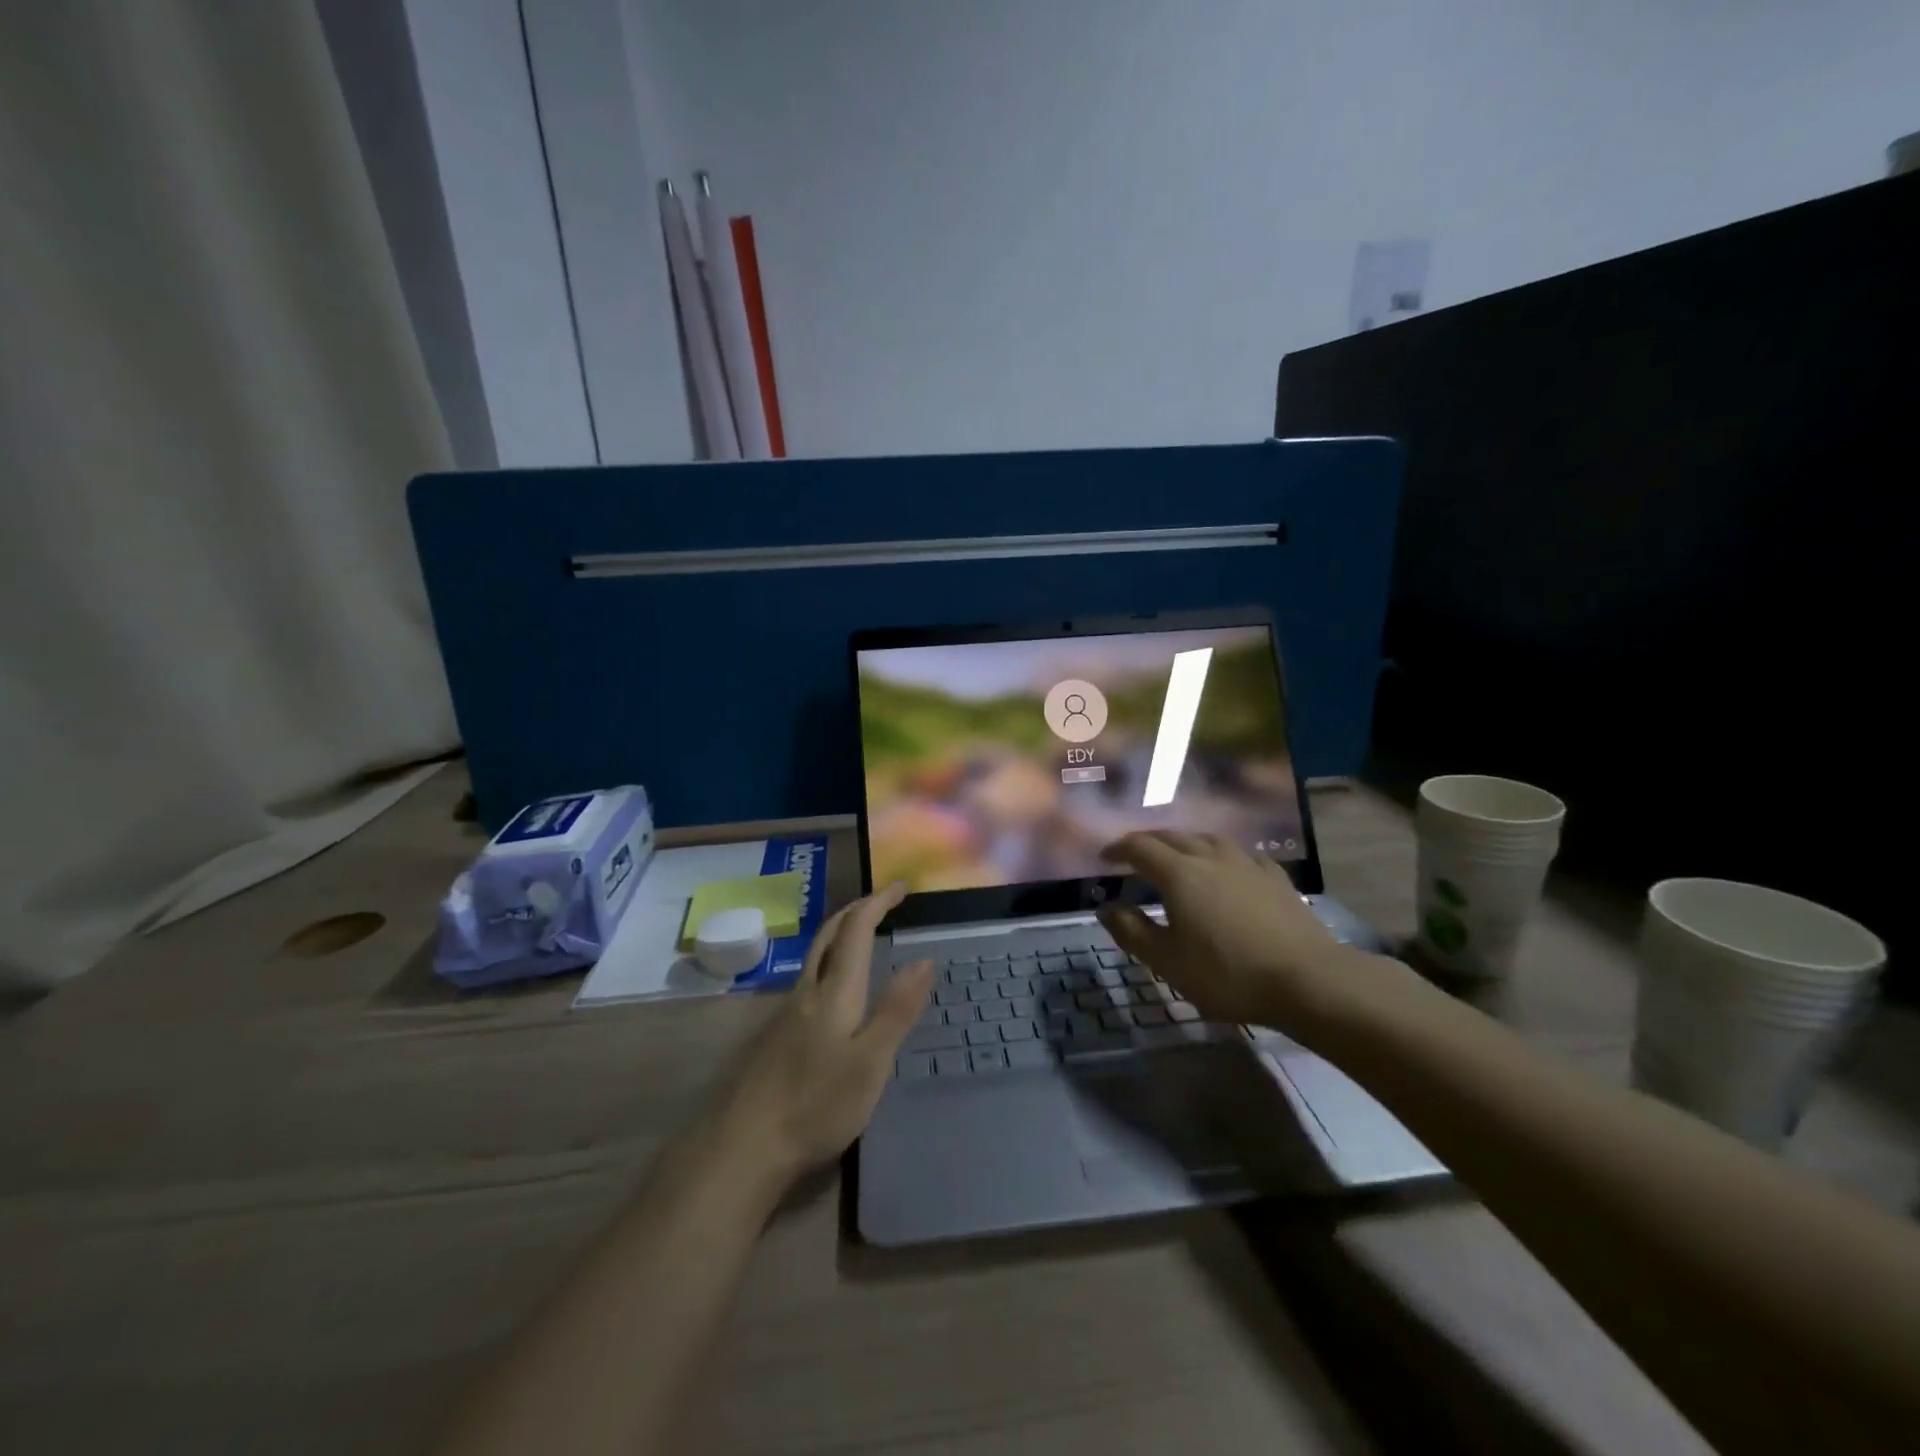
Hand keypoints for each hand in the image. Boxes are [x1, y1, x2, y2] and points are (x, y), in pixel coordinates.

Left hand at [714, 882, 932, 1187]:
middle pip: (829, 934)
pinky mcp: (775, 1035)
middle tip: (882, 901)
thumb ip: (897, 1010)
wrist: (744, 1146)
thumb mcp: (871, 1062)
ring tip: (863, 935)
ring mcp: (786, 1012)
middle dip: (857, 910)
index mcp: (835, 991)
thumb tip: (924, 960)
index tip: (901, 886)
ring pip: (815, 955)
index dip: (878, 902)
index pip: (857, 929)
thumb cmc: (816, 1104)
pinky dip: (829, 960)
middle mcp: (808, 991)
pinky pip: (808, 977)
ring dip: (840, 933)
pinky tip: (834, 987)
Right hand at [1096, 831, 1373, 1037]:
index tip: (1104, 858)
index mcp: (1179, 874)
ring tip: (1176, 854)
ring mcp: (1246, 863)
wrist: (1307, 979)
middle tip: (1133, 854)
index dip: (1118, 849)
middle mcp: (1209, 856)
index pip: (1139, 847)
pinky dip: (1219, 854)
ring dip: (1183, 842)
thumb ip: (1132, 931)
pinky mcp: (1274, 876)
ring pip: (1206, 839)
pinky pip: (1238, 853)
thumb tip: (1107, 908)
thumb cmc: (1228, 973)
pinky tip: (1226, 866)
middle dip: (1147, 841)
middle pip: (1171, 836)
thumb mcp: (1168, 961)